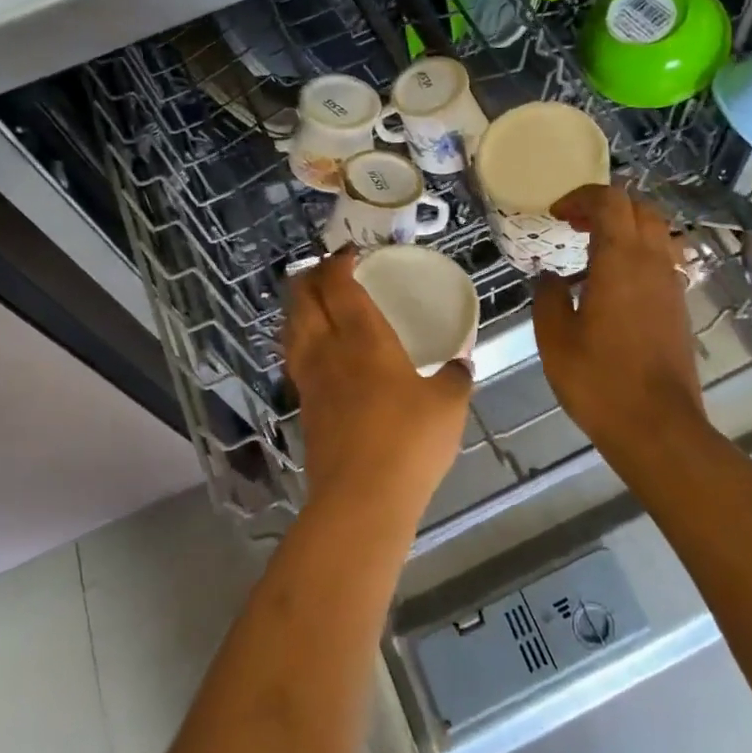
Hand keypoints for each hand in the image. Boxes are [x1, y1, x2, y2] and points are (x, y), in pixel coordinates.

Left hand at [284, 250, 472, 517]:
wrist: (360, 498)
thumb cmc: (409, 441)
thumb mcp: (448, 404)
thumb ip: (455, 377)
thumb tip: (461, 363)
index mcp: (363, 337)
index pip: (339, 286)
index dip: (338, 263)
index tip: (348, 253)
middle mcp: (328, 350)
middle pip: (303, 300)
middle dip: (310, 277)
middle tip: (326, 271)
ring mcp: (310, 379)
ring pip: (291, 328)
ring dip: (298, 307)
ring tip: (313, 302)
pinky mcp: (303, 408)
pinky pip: (294, 358)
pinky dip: (299, 340)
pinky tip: (315, 351)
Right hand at [531, 184, 704, 450]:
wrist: (658, 427)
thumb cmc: (599, 381)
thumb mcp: (554, 338)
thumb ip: (548, 297)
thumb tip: (550, 278)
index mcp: (620, 260)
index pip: (610, 200)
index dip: (581, 197)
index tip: (556, 215)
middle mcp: (653, 262)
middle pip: (640, 207)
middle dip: (606, 206)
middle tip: (574, 225)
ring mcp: (671, 285)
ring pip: (656, 232)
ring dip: (625, 228)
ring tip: (592, 251)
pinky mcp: (679, 307)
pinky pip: (661, 260)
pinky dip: (637, 254)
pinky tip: (611, 285)